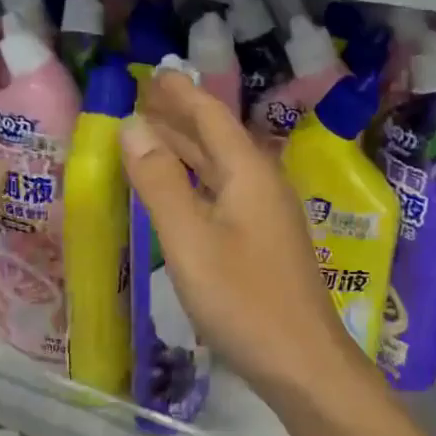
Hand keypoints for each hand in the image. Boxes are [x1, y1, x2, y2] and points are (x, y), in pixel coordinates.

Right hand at [120, 71, 371, 405]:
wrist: (302, 362)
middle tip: (146, 95)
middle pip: (217, 138)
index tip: (155, 72)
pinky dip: (197, 178)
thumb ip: (160, 182)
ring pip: (222, 166)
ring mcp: (267, 214)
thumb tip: (132, 126)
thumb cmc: (243, 300)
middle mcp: (262, 184)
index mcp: (248, 174)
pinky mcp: (264, 240)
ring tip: (154, 130)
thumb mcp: (189, 240)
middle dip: (182, 115)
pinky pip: (225, 191)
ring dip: (188, 146)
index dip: (181, 94)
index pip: (211, 117)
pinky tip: (184, 187)